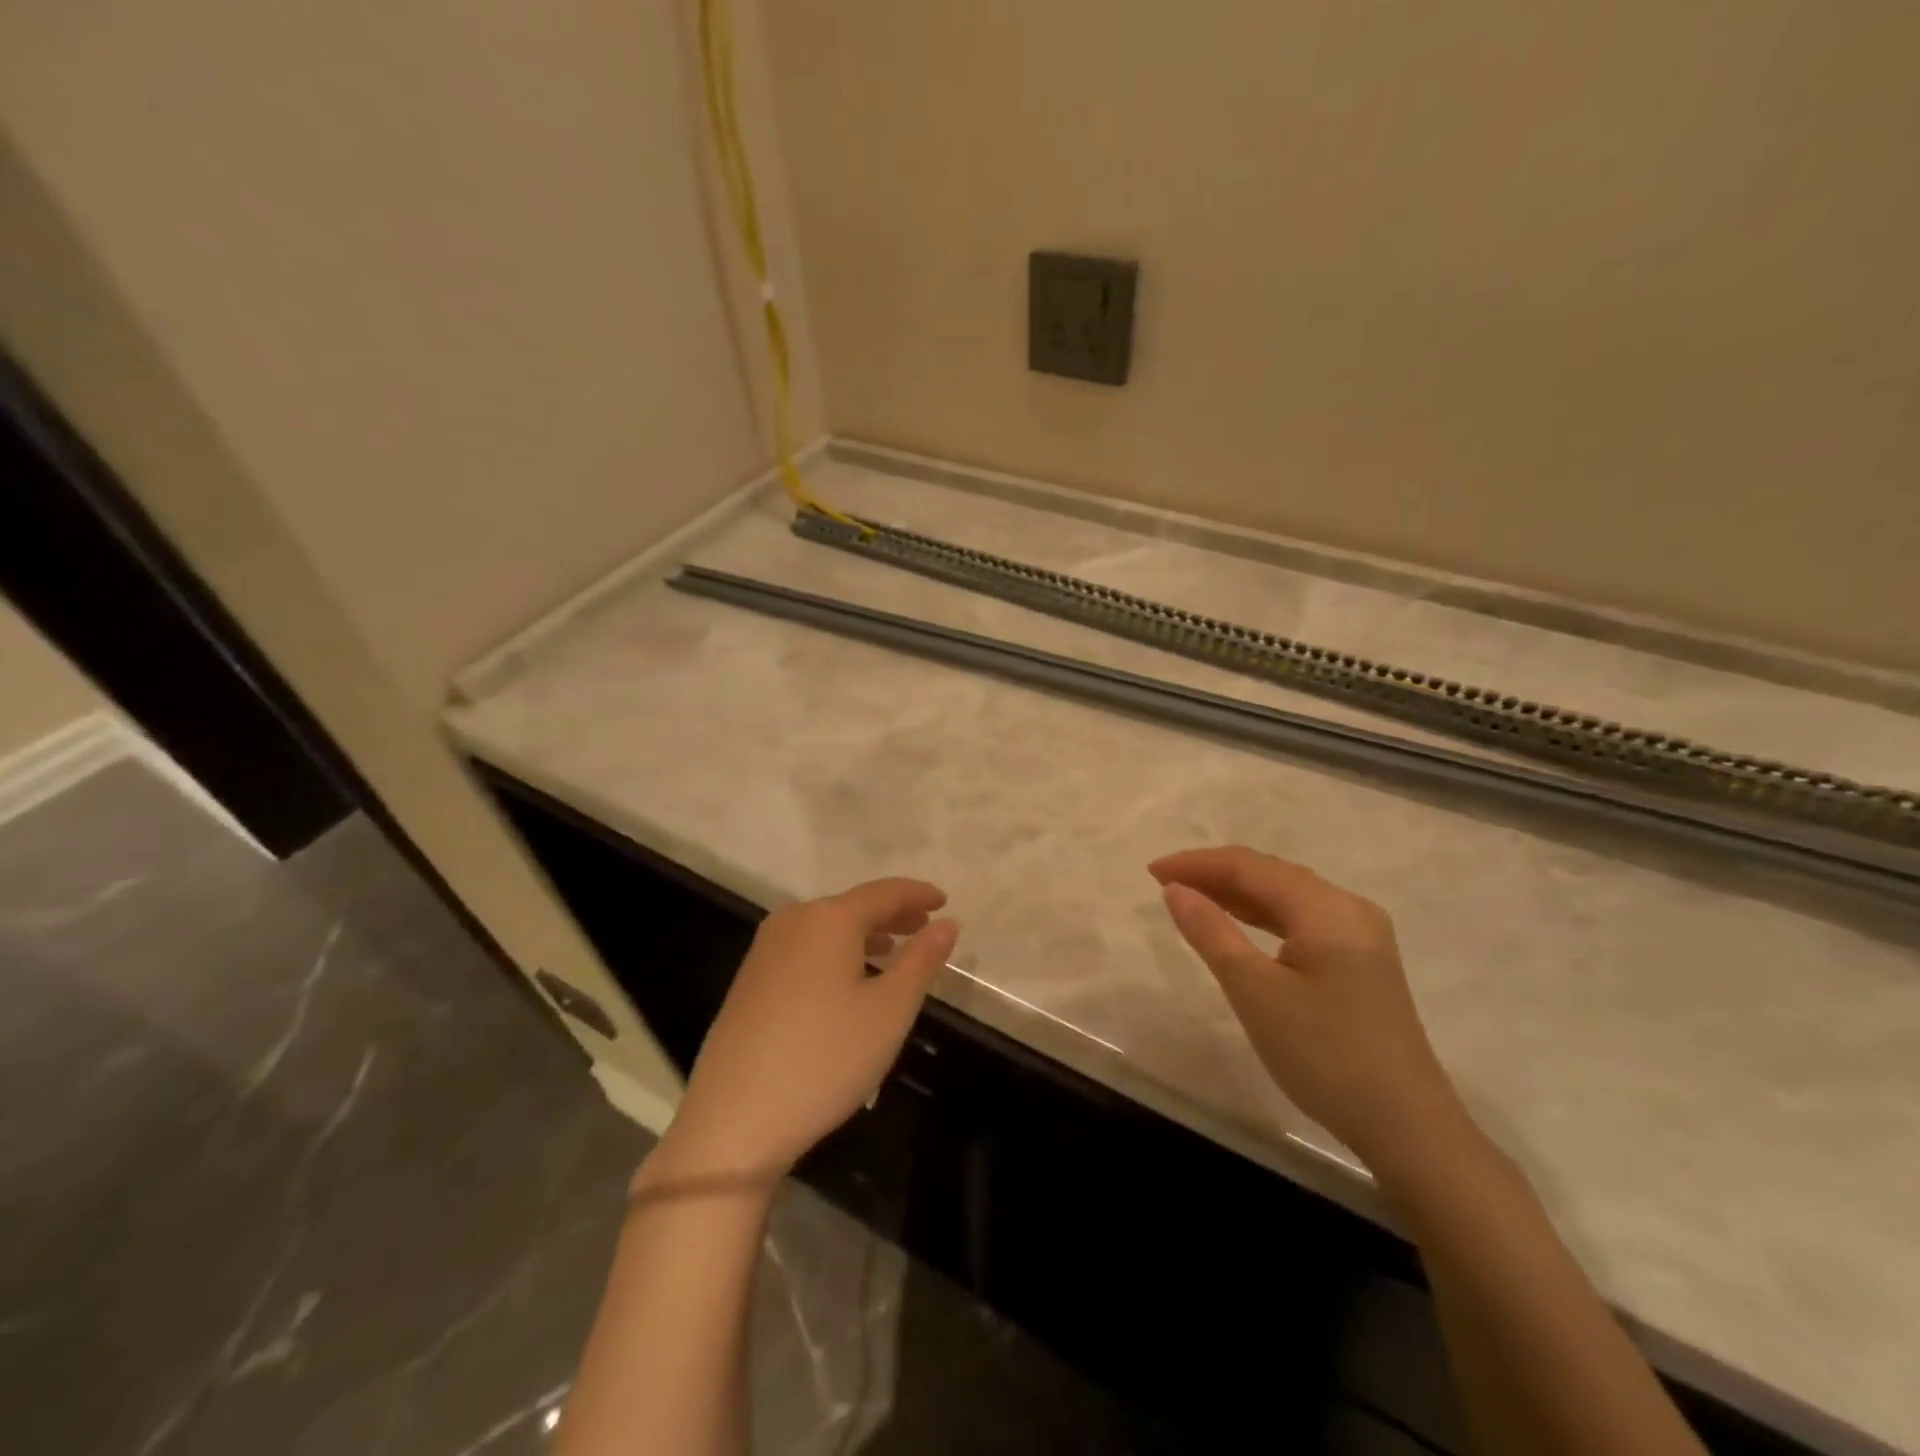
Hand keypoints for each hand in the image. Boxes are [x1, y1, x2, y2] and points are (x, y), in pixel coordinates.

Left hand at [647, 879, 958, 1189]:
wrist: (733, 1119)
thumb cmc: (825, 1058)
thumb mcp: (889, 1010)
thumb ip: (922, 960)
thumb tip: (947, 923)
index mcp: (828, 919)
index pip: (883, 892)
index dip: (917, 894)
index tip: (944, 901)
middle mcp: (792, 922)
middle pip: (852, 906)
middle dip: (892, 914)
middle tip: (924, 927)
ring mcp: (764, 951)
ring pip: (826, 929)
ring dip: (864, 935)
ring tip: (891, 952)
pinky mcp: (748, 981)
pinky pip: (804, 950)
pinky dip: (836, 953)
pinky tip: (846, 982)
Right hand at [1150, 846, 1464, 1174]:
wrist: (1407, 1128)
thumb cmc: (1325, 1055)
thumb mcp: (1256, 993)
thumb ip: (1212, 933)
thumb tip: (1176, 890)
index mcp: (1327, 908)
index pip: (1251, 867)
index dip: (1198, 864)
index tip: (1152, 871)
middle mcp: (1348, 909)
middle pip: (1271, 874)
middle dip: (1215, 874)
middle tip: (1164, 883)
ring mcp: (1360, 935)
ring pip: (1286, 896)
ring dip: (1237, 894)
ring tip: (1190, 897)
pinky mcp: (1361, 961)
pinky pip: (1301, 921)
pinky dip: (1262, 917)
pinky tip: (1238, 924)